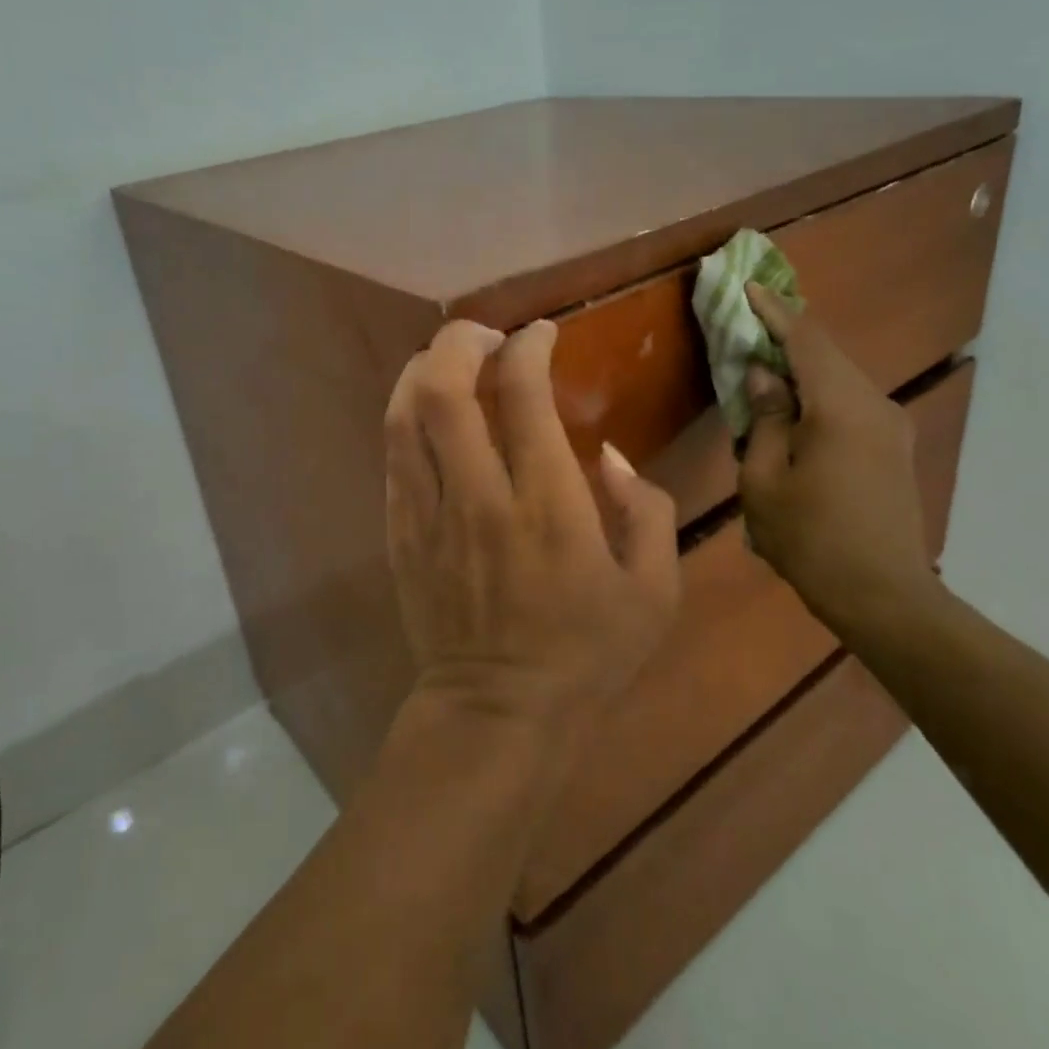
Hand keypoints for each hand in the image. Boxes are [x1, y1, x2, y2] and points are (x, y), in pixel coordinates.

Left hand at [384, 318, 680, 735]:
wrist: (497, 713)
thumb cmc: (586, 654)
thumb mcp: (654, 591)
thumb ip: (643, 509)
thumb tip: (606, 455)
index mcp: (548, 507)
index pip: (524, 396)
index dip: (529, 348)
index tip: (541, 335)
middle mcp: (479, 497)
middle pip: (443, 390)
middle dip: (459, 341)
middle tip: (485, 336)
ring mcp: (428, 515)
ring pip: (404, 416)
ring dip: (422, 370)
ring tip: (449, 361)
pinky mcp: (400, 534)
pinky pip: (393, 457)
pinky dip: (408, 418)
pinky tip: (429, 415)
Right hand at [738, 284, 941, 629]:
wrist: (884, 596)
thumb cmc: (811, 540)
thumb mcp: (765, 481)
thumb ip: (765, 421)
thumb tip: (763, 378)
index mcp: (841, 407)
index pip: (805, 340)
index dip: (773, 311)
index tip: (746, 286)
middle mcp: (875, 404)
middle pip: (826, 354)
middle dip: (785, 335)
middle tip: (747, 322)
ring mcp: (890, 426)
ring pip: (839, 378)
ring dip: (800, 367)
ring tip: (762, 364)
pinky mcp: (892, 447)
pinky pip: (849, 402)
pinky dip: (817, 392)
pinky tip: (792, 405)